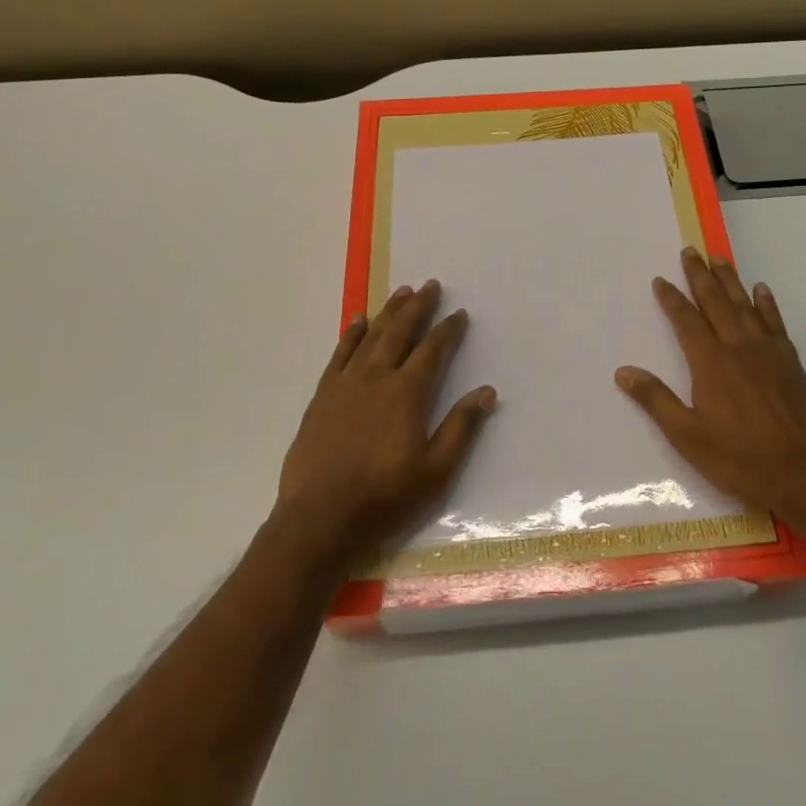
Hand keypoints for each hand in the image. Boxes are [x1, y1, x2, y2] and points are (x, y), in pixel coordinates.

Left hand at [275, 280, 494, 570]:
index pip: (433, 351)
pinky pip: (339, 354)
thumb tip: (486, 392)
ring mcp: (345, 385)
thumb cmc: (384, 498)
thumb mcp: (435, 472)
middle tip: (430, 285)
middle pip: (400, 332)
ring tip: (401, 292)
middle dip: (418, 307)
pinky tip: (358, 320)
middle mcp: (376, 378)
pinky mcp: (322, 396)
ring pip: (371, 336)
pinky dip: (351, 334)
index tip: (459, 314)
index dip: (448, 330)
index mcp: (407, 394)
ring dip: (388, 312)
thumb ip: (460, 428)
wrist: (319, 519)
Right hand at [616, 249, 805, 523]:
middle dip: (700, 276)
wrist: (803, 473)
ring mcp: (767, 352)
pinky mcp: (790, 361)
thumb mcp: (687, 436)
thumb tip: (623, 372)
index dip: (672, 298)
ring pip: (745, 305)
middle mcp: (738, 347)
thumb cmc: (739, 458)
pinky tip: (761, 290)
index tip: (661, 280)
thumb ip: (656, 400)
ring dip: (730, 280)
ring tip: (719, 258)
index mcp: (710, 363)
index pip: (686, 321)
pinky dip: (766, 303)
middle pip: (716, 302)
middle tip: (690, 251)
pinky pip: (775, 322)